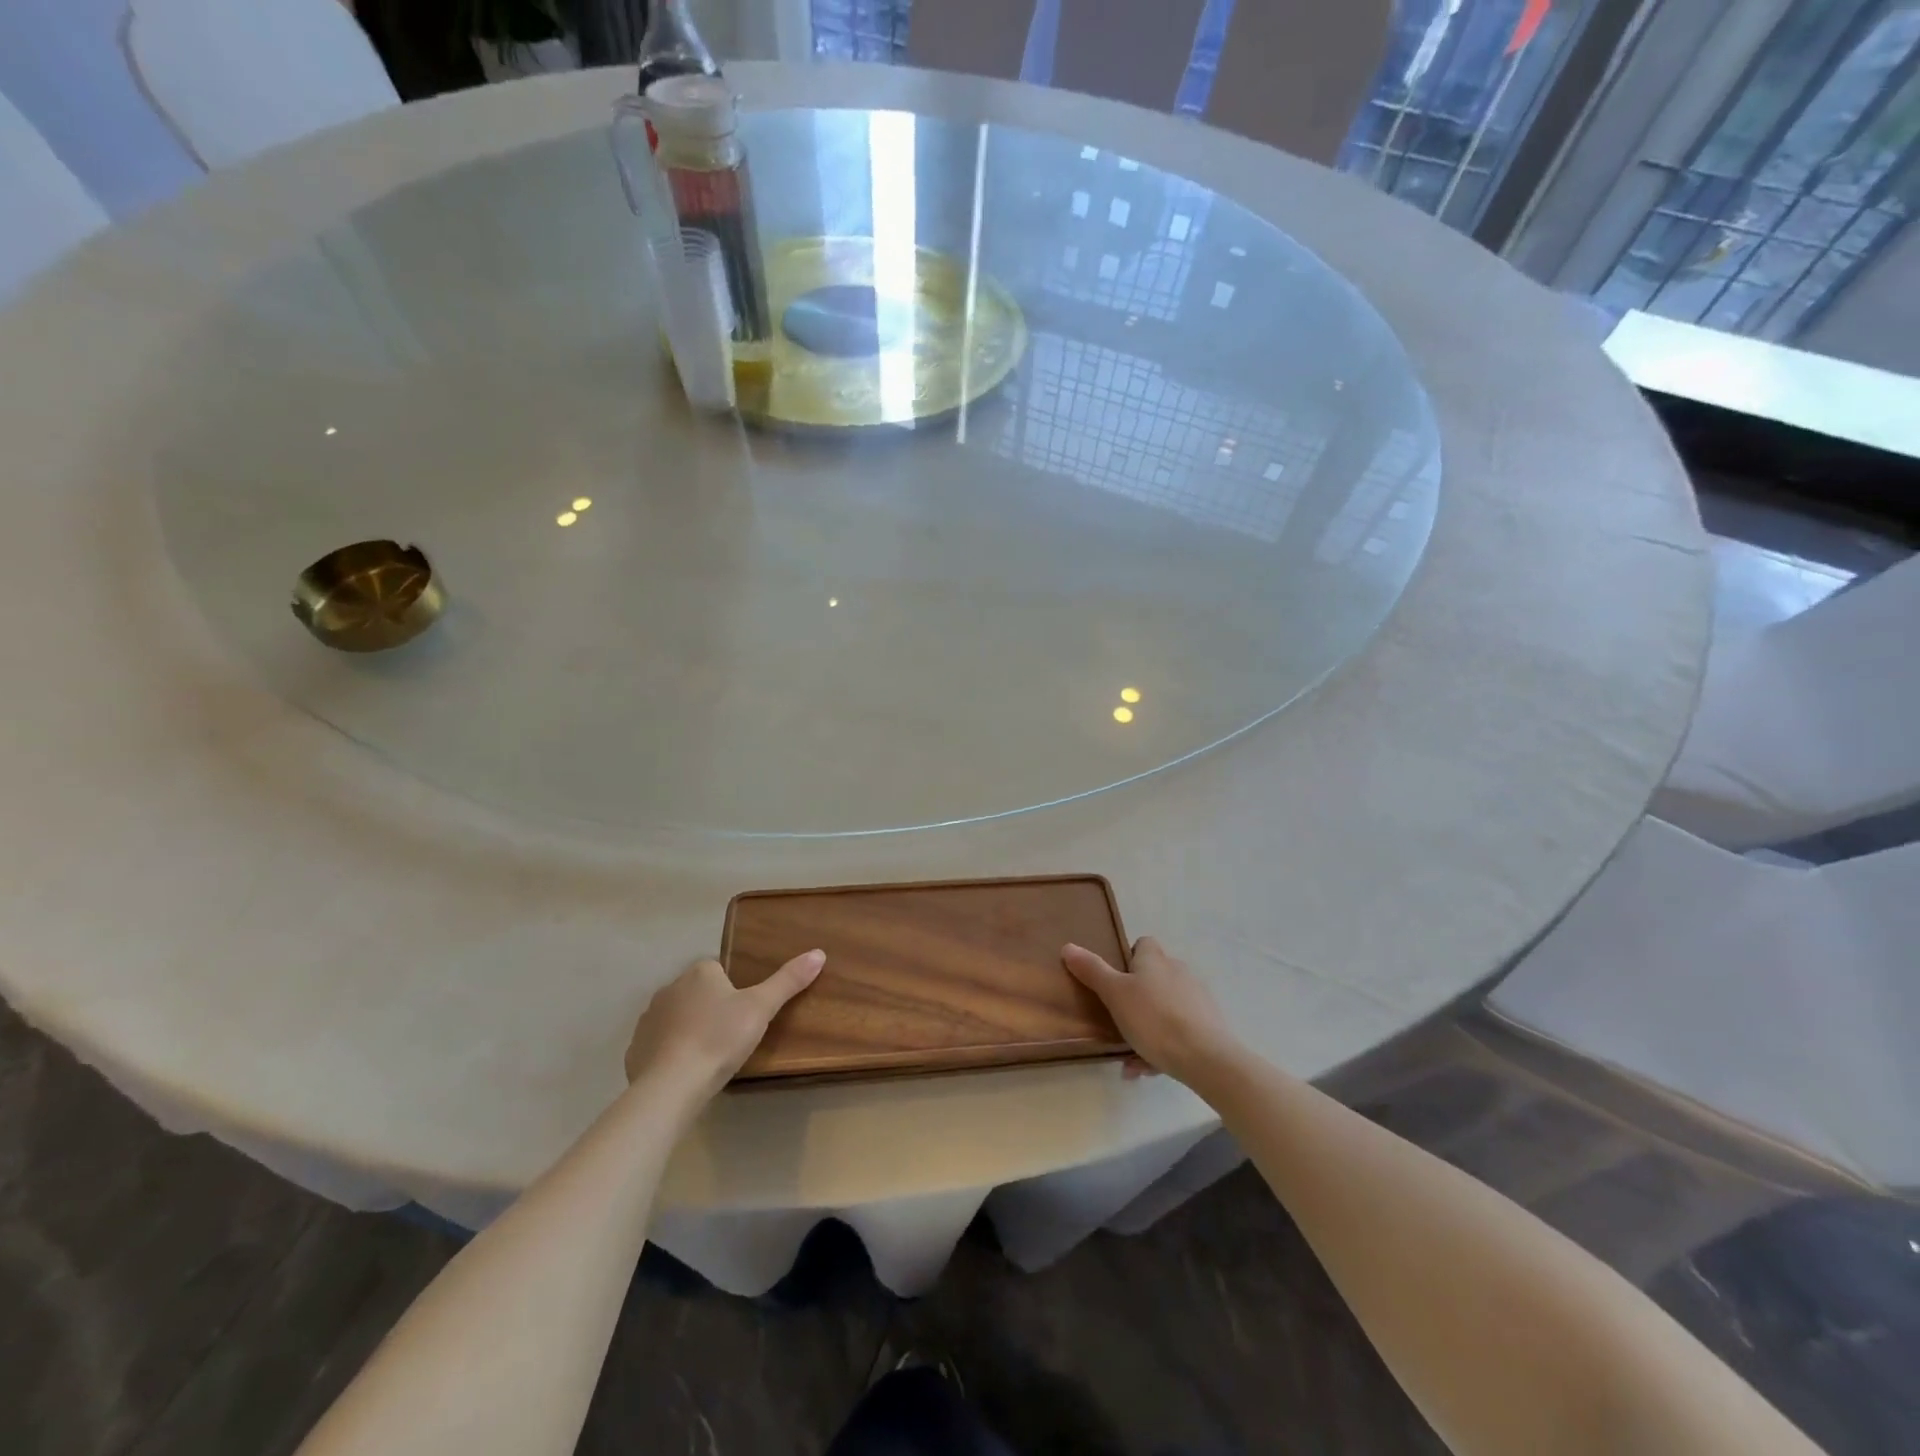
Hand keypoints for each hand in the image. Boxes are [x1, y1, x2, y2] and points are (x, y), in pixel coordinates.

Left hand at [625, 951, 824, 1099]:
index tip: (744, 1014)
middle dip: (711, 1009)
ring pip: (676, 1018)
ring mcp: (648, 1019)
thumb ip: (788, 981)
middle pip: (697, 993)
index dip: (733, 991)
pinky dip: (670, 1053)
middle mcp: (669, 988)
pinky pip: (658, 1045)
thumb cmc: (720, 1038)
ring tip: (710, 1056)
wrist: (671, 1086)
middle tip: (732, 1036)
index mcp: (699, 973)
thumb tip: (819, 953)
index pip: (719, 971)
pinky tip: (684, 1072)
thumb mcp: (761, 1008)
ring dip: (689, 1030)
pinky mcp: (634, 1049)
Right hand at [1063, 937, 1236, 1084]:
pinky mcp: (1209, 1025)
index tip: (1115, 980)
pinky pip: (1179, 1031)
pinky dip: (1162, 1046)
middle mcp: (1179, 972)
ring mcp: (1197, 999)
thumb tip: (1068, 946)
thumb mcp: (1114, 994)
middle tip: (1117, 1021)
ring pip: (1164, 1009)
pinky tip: (1147, 1069)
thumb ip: (1092, 971)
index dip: (1129, 958)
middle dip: (1136, 998)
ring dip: (1147, 1028)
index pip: (1143, 944)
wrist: (1207, 1058)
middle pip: (1154, 977)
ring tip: (1129, 1057)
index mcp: (1156, 960)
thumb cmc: (1154, 1019)